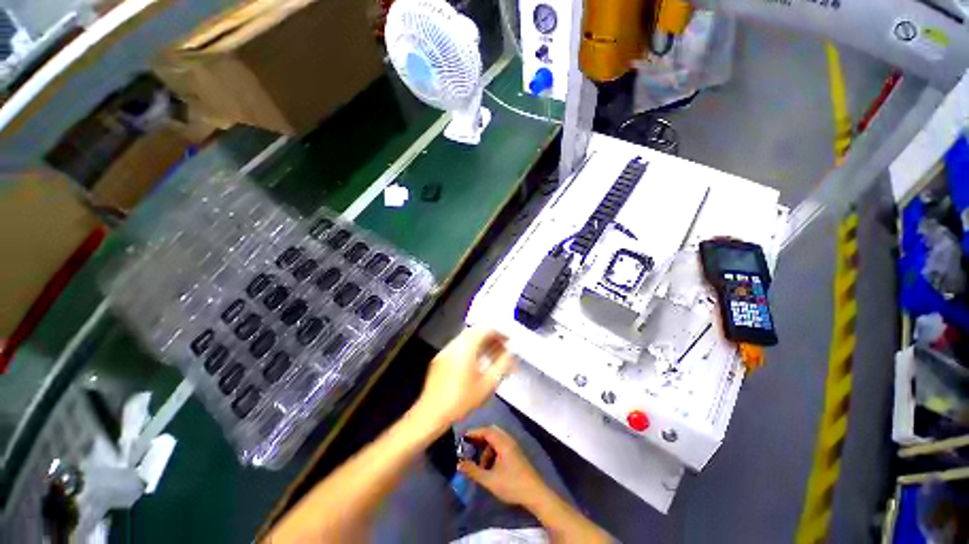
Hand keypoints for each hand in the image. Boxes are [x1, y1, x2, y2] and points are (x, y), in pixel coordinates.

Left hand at [412, 328, 515, 430]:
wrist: (432, 414)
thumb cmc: (461, 400)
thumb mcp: (487, 384)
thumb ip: (502, 365)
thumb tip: (511, 353)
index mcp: (466, 348)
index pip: (485, 329)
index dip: (499, 332)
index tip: (508, 340)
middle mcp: (454, 345)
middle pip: (475, 331)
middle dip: (490, 336)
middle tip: (502, 347)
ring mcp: (445, 351)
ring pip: (467, 338)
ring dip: (481, 342)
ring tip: (492, 354)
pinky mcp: (440, 358)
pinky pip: (459, 346)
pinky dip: (470, 348)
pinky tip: (477, 361)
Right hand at [456, 426, 548, 507]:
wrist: (535, 493)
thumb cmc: (511, 485)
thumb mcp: (490, 480)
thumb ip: (473, 471)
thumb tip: (459, 464)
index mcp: (503, 443)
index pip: (486, 430)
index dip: (474, 432)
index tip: (463, 437)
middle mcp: (508, 440)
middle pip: (492, 431)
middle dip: (480, 437)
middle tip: (470, 447)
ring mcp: (513, 446)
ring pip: (497, 438)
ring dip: (487, 447)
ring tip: (481, 464)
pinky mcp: (516, 453)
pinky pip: (501, 444)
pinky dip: (493, 450)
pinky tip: (490, 465)